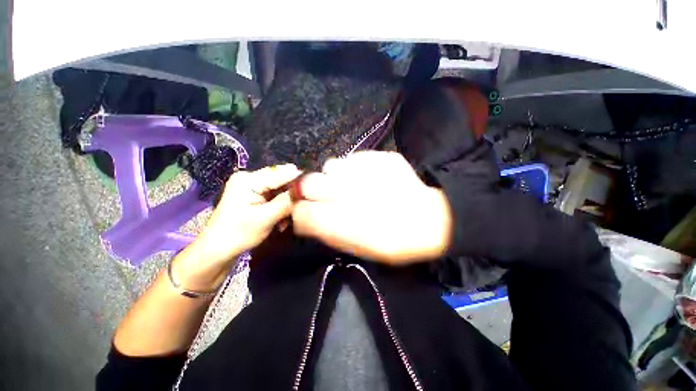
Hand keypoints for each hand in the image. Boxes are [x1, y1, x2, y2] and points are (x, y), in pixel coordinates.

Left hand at [173, 164, 301, 289]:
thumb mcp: (266, 218)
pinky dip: (280, 206)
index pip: (280, 173)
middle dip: (291, 195)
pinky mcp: (252, 194)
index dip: (298, 181)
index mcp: (248, 180)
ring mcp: (250, 186)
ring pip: (279, 189)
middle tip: (299, 210)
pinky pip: (273, 196)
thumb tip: (305, 188)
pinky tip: (281, 220)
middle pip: (280, 180)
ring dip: (286, 203)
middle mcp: (249, 178)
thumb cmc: (239, 234)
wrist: (217, 250)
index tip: (314, 190)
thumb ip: (286, 201)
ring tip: (287, 220)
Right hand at [292, 151, 451, 264]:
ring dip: (333, 177)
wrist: (427, 220)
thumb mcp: (353, 246)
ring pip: (329, 166)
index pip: (300, 211)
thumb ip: (324, 231)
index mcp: (340, 221)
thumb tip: (303, 217)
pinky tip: (366, 178)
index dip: (300, 212)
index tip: (306, 213)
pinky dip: (353, 169)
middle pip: (307, 183)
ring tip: (349, 185)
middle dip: (309, 191)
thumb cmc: (390, 241)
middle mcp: (347, 192)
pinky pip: (352, 158)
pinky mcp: (379, 157)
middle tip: (325, 197)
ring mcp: (364, 170)